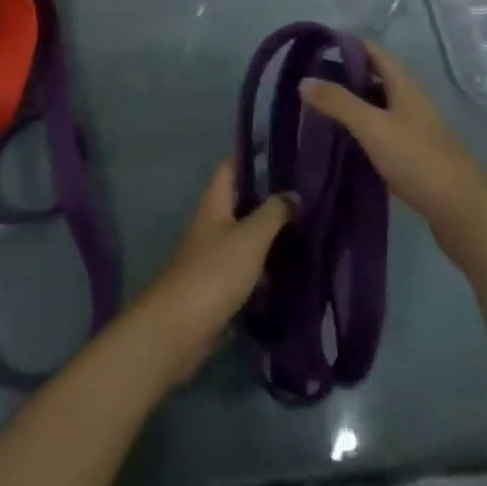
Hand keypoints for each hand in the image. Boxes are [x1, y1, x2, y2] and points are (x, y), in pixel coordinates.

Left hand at [120, 161, 294, 384]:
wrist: (177, 329)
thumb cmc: (213, 273)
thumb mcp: (249, 239)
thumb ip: (272, 214)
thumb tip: (293, 193)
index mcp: (214, 204)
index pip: (231, 167)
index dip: (254, 157)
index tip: (286, 155)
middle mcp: (212, 224)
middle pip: (242, 203)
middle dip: (271, 201)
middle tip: (309, 199)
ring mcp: (213, 257)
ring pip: (246, 238)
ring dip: (271, 237)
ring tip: (309, 235)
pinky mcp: (218, 288)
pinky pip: (246, 270)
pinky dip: (265, 270)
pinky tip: (291, 275)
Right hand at [301, 42, 486, 227]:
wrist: (461, 211)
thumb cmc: (417, 159)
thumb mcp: (372, 126)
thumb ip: (338, 102)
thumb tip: (304, 80)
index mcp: (404, 84)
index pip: (371, 51)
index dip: (344, 45)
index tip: (312, 49)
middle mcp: (410, 100)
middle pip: (373, 77)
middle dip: (342, 76)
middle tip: (308, 82)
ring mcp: (413, 128)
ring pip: (376, 106)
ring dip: (350, 104)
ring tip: (317, 109)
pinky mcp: (413, 154)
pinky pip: (380, 131)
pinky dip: (359, 129)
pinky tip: (340, 140)